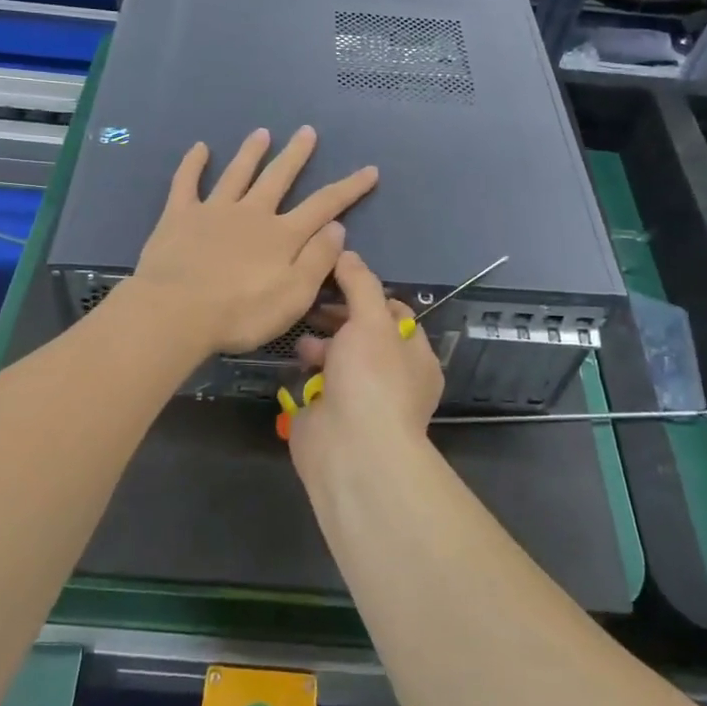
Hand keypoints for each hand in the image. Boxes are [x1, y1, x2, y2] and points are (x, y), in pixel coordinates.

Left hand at [128, 127, 377, 356]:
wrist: (176, 311)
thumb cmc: (240, 313)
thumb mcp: (294, 295)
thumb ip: (318, 260)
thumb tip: (337, 227)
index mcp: (282, 235)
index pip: (324, 205)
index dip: (349, 187)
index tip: (369, 170)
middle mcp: (252, 213)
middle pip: (279, 178)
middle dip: (296, 155)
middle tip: (307, 131)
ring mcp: (214, 211)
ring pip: (237, 173)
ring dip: (251, 152)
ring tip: (262, 133)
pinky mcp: (179, 216)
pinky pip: (186, 183)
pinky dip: (193, 164)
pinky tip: (199, 148)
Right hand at [290, 251, 444, 468]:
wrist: (350, 451)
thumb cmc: (372, 379)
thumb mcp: (372, 320)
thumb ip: (360, 284)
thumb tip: (348, 254)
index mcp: (415, 357)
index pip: (395, 314)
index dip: (368, 293)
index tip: (338, 277)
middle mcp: (391, 378)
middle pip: (362, 335)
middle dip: (338, 317)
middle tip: (311, 299)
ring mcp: (359, 400)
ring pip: (337, 361)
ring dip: (318, 344)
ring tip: (299, 332)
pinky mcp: (328, 417)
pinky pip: (315, 386)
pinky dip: (304, 373)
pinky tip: (291, 359)